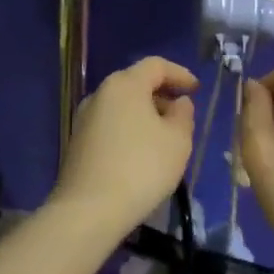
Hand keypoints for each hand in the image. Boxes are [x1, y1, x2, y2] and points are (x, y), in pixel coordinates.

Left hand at [49, 56, 199, 239]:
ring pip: (122, 105)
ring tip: (165, 137)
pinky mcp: (78, 142)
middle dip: (162, 94)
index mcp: (124, 85)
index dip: (179, 73)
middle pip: (135, 83)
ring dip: (145, 114)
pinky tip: (142, 153)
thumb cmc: (141, 168)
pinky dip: (129, 129)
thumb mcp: (177, 141)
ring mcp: (84, 118)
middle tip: (182, 114)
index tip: (196, 89)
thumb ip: (183, 115)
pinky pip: (111, 124)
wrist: (89, 209)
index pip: (155, 65)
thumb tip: (178, 103)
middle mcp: (100, 94)